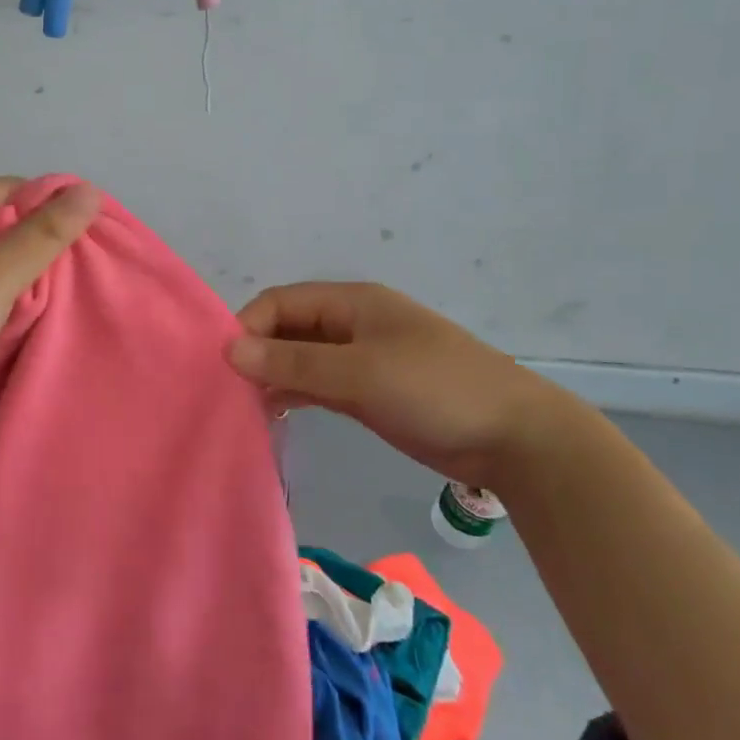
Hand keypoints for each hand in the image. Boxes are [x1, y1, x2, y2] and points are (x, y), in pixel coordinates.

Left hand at [0, 178, 100, 419]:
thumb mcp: (0, 273)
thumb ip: (46, 233)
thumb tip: (88, 191)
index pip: (9, 189)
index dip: (48, 206)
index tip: (81, 236)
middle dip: (34, 242)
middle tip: (70, 270)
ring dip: (16, 272)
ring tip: (48, 294)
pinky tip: (13, 313)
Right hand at [228, 282, 569, 489]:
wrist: (514, 437)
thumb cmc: (435, 389)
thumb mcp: (360, 373)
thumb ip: (294, 363)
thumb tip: (229, 350)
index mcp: (352, 303)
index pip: (281, 302)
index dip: (248, 327)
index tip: (225, 366)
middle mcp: (352, 324)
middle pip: (288, 329)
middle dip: (257, 353)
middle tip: (228, 391)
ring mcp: (362, 359)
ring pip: (301, 359)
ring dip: (274, 376)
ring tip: (244, 406)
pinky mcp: (369, 391)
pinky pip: (319, 384)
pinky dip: (295, 394)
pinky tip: (274, 415)